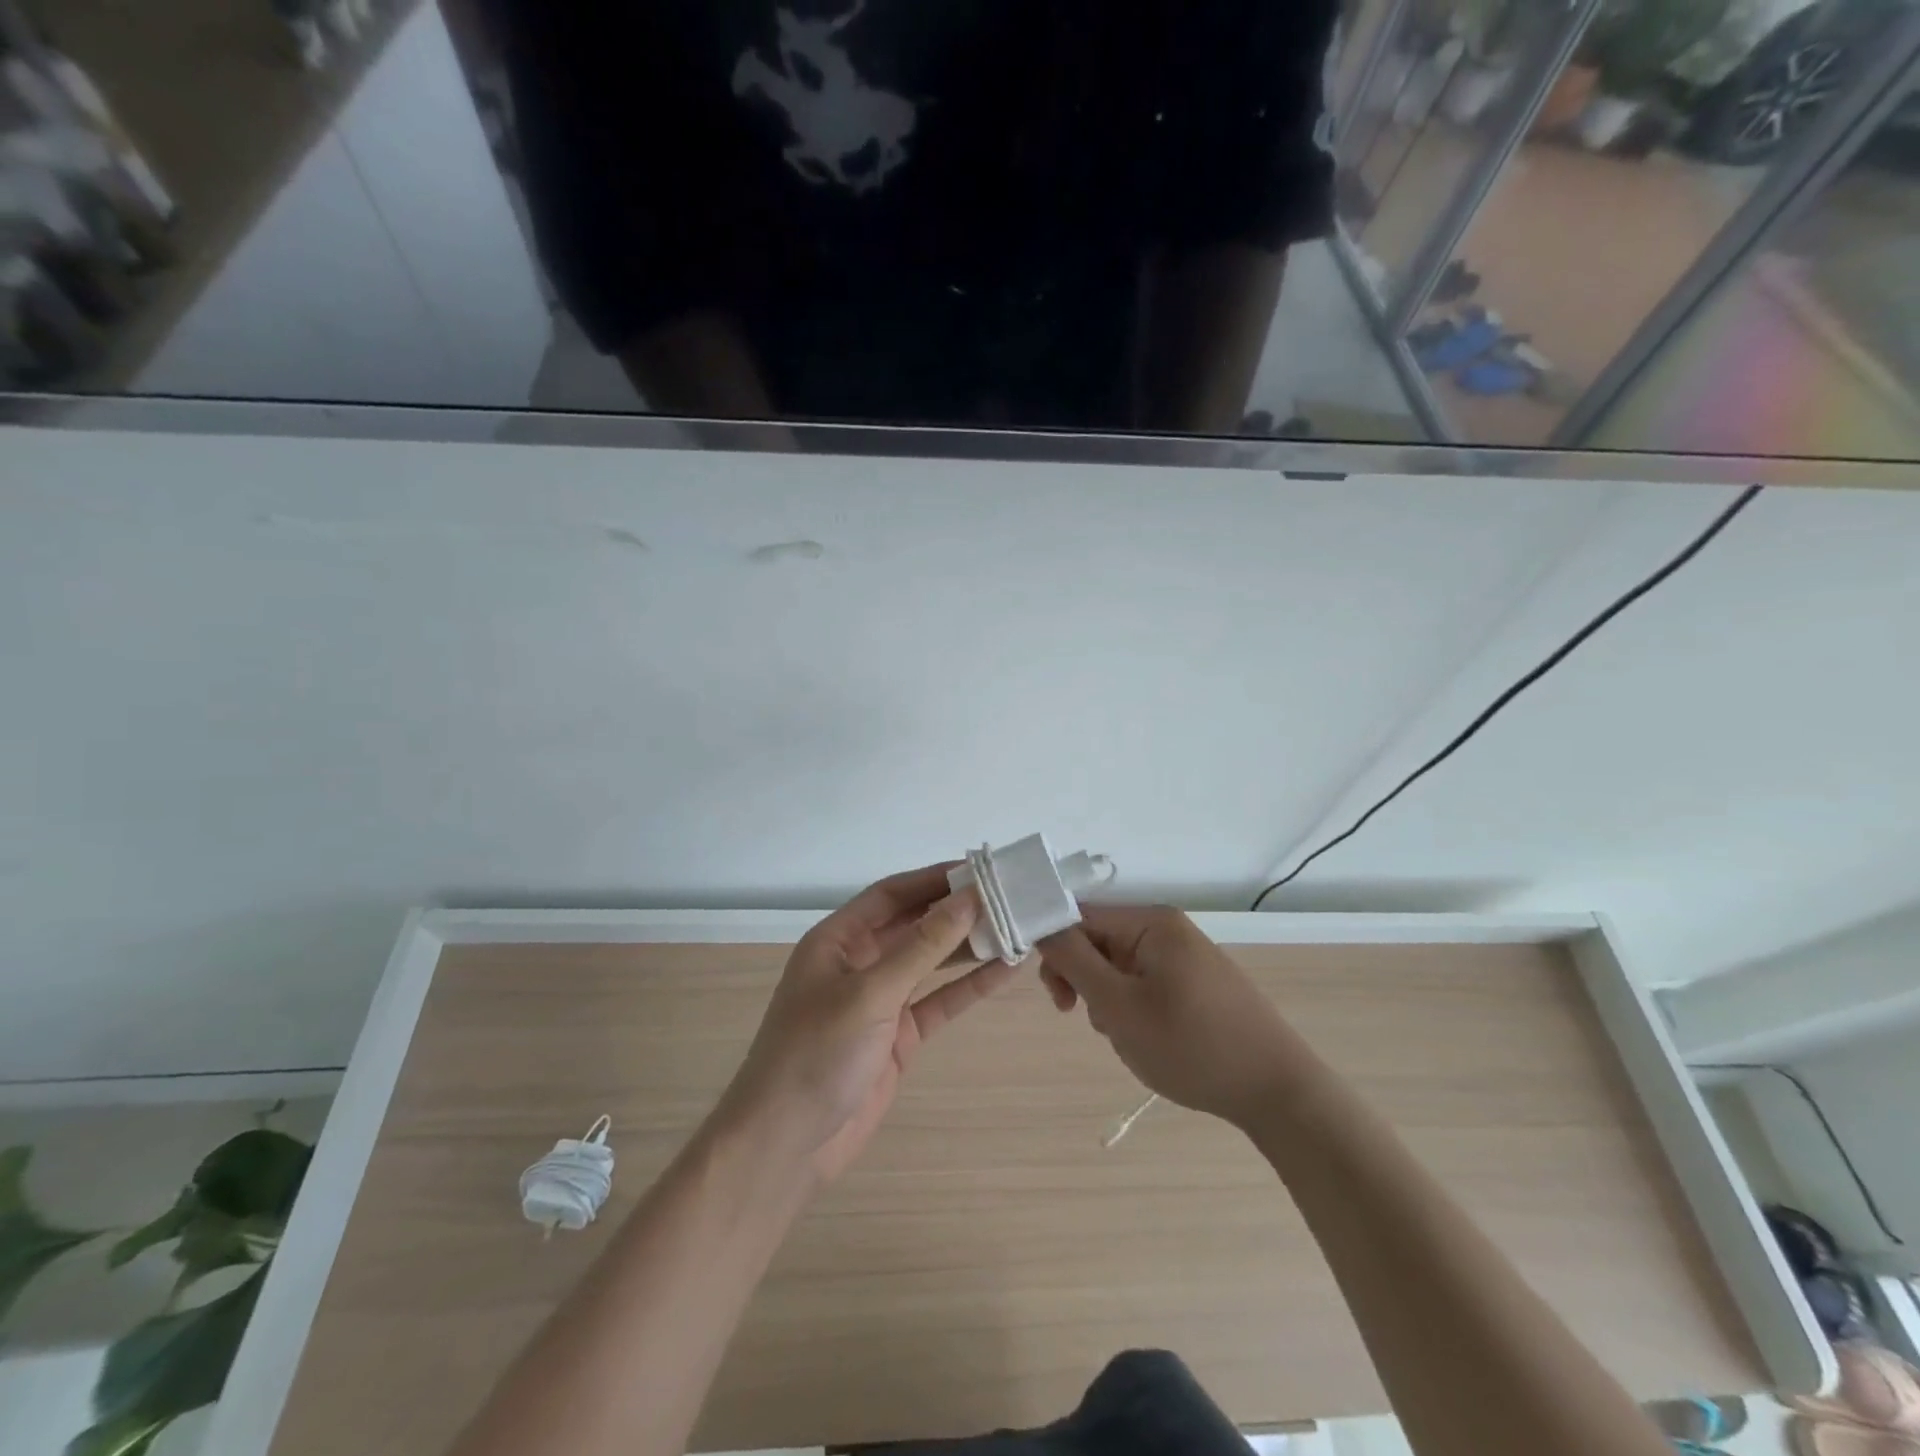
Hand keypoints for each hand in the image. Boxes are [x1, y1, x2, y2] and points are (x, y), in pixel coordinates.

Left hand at [717, 864, 1018, 1183]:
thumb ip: (922, 946)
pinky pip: (938, 1001)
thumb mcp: (870, 993)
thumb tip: (968, 899)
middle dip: (956, 911)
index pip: (891, 894)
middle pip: (914, 925)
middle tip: (1008, 897)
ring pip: (930, 962)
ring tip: (1016, 928)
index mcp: (838, 940)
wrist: (786, 1145)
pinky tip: (1004, 971)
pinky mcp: (898, 1036)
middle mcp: (858, 962)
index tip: (980, 869)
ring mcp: (879, 1001)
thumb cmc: (817, 1053)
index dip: (933, 879)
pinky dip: (968, 987)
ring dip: (968, 947)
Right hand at [1038, 905, 1309, 1129]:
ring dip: (1107, 1000)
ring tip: (1127, 1037)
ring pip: (1118, 966)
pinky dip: (1132, 1009)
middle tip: (1081, 1018)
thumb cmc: (1192, 1046)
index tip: (1055, 996)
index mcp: (1150, 921)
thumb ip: (1073, 960)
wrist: (1277, 1092)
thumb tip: (1041, 925)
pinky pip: (1143, 983)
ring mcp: (1184, 955)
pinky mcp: (1195, 982)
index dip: (1055, 949)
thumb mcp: (1119, 1005)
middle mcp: (1167, 928)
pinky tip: (1147, 1039)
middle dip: (1083, 980)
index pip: (1079, 915)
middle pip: (1098, 940)